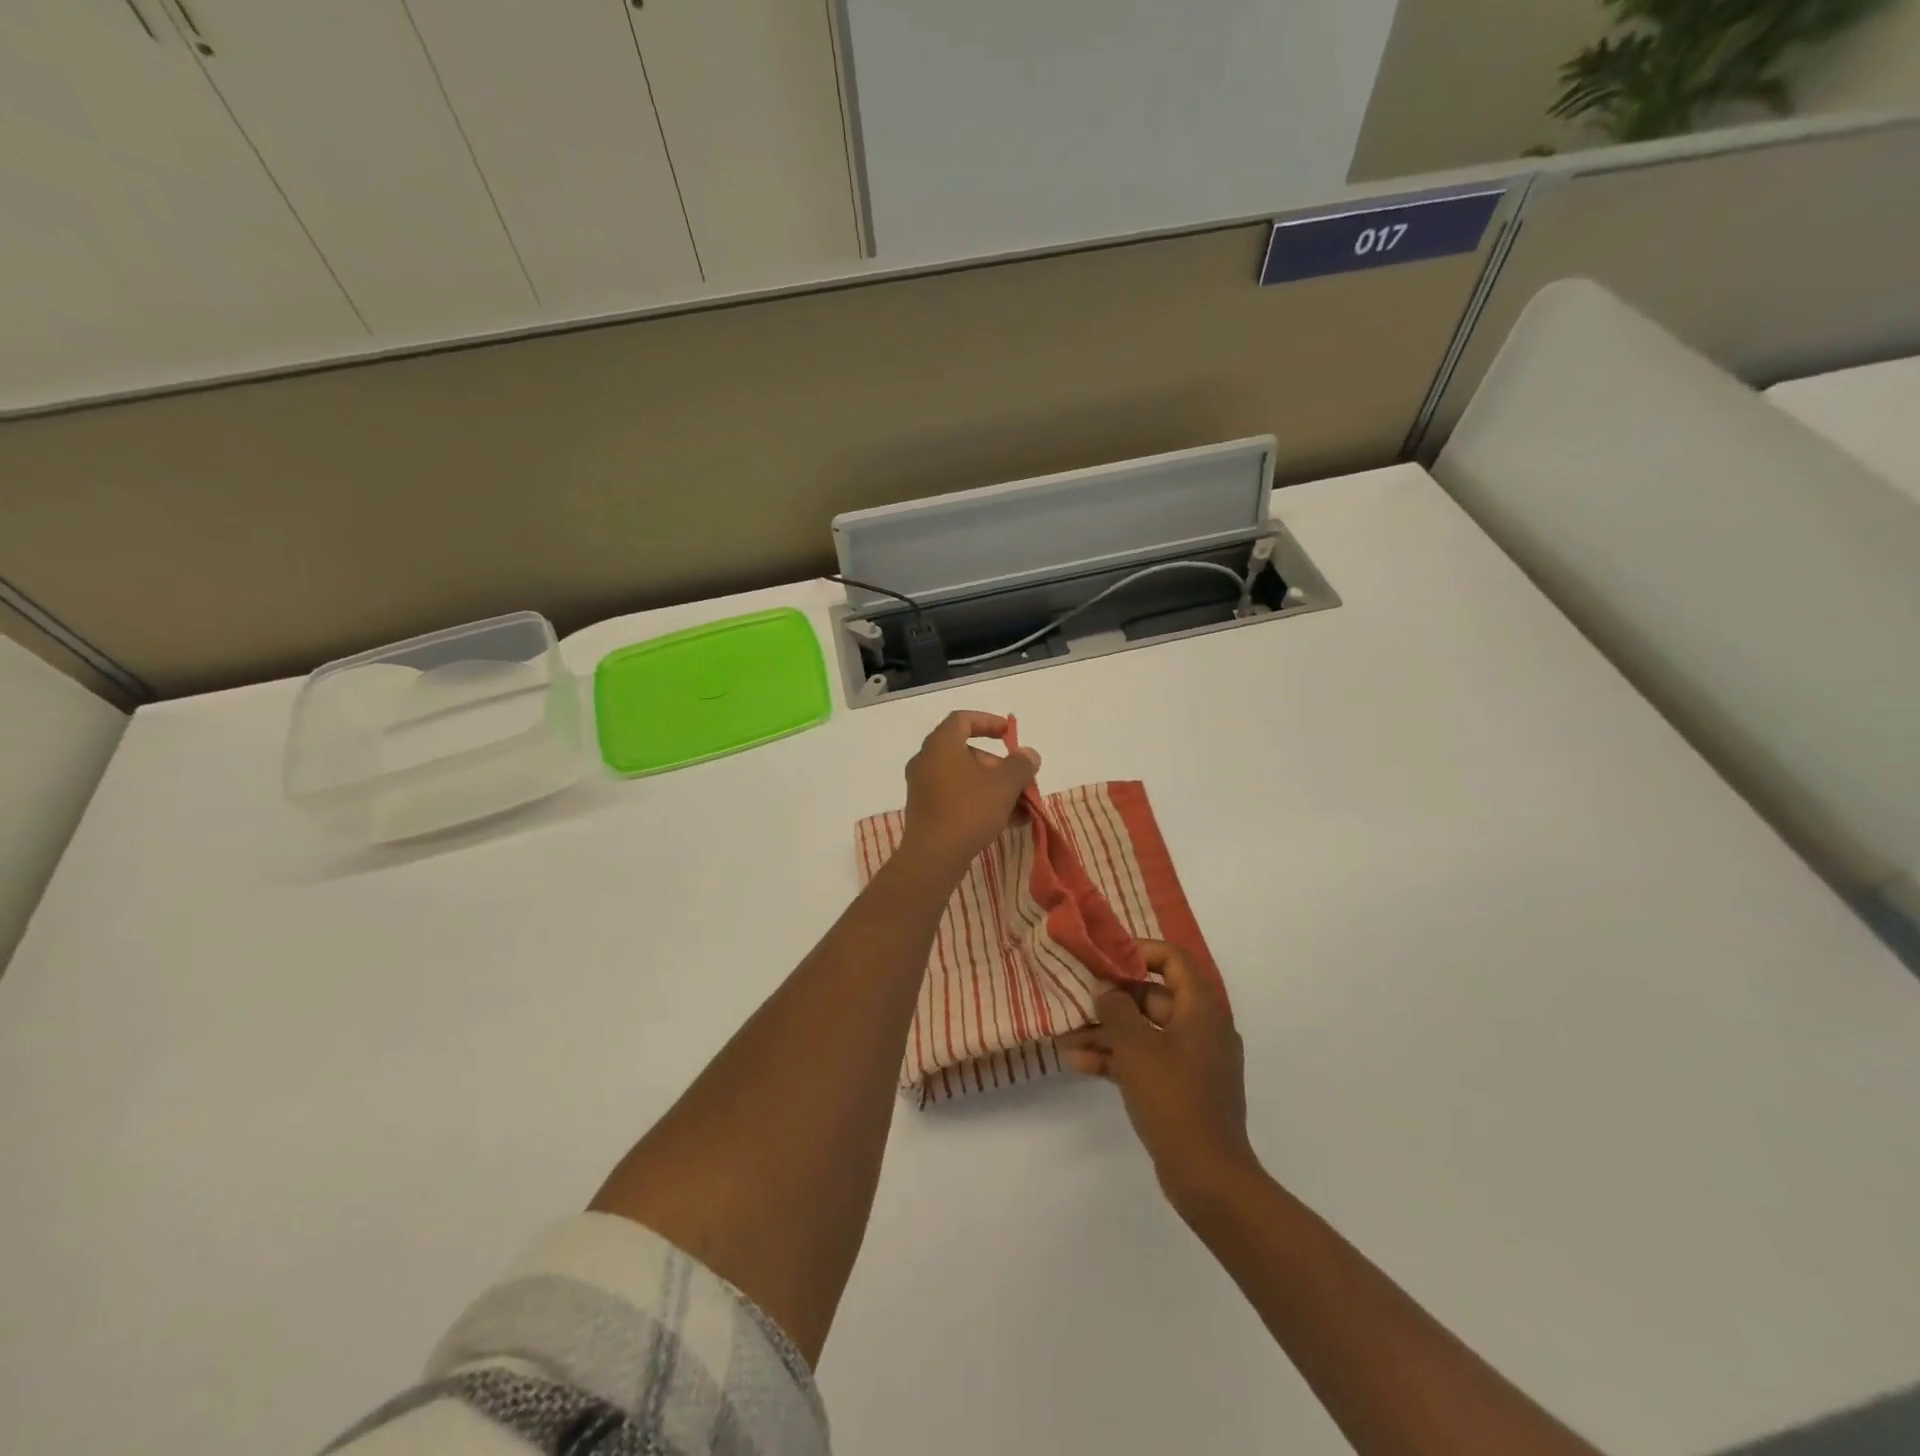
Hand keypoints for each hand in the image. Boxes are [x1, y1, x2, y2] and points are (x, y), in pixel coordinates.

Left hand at [900, 711, 1040, 877]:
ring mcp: (923, 788)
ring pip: (965, 779)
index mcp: (940, 745)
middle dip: (998, 766)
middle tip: (1020, 782)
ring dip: (994, 788)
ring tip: (1021, 808)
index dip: (989, 722)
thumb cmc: (968, 810)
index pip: (963, 720)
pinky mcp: (925, 812)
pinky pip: (957, 797)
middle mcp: (926, 761)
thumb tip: (1029, 755)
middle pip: (967, 752)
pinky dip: (980, 802)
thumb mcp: (1004, 785)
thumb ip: (1020, 765)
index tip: (1009, 734)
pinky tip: (1007, 822)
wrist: (932, 857)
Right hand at [1058, 940, 1259, 1211]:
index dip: (1139, 951)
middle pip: (1153, 996)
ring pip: (1144, 1031)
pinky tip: (1079, 1064)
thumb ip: (1115, 1010)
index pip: (1174, 959)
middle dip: (1111, 1000)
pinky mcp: (1182, 1087)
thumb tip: (1104, 989)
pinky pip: (1146, 1060)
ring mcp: (1192, 1060)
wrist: (1208, 1177)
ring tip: (1066, 1037)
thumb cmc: (1174, 1099)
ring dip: (1106, 1032)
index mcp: (1201, 1009)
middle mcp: (1201, 1027)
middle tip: (1075, 999)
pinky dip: (1117, 1058)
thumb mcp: (1135, 1048)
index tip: (1105, 958)